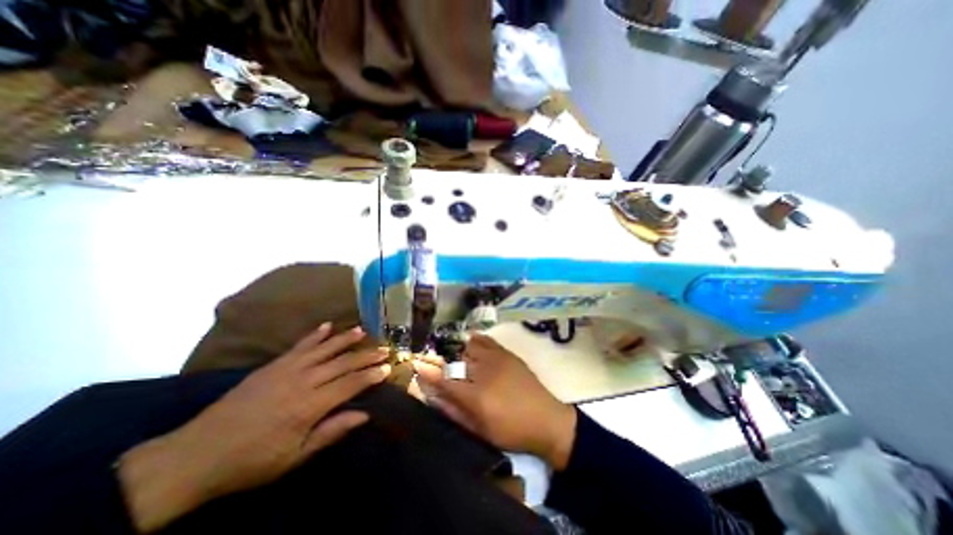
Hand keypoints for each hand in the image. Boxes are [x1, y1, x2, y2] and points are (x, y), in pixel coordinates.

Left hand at [120, 322, 390, 530]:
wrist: (195, 456)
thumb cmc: (250, 462)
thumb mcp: (294, 457)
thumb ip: (331, 432)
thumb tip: (364, 415)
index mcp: (310, 406)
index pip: (350, 384)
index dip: (371, 375)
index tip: (387, 368)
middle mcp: (303, 381)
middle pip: (343, 363)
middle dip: (367, 356)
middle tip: (385, 349)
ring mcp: (287, 369)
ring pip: (324, 349)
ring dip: (346, 339)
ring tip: (363, 331)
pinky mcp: (273, 365)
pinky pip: (299, 345)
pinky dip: (315, 335)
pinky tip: (327, 325)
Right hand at [416, 334, 577, 471]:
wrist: (546, 419)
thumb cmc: (511, 431)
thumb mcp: (480, 430)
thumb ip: (455, 412)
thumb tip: (435, 398)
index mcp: (476, 396)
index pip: (445, 380)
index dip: (429, 372)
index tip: (417, 364)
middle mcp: (484, 372)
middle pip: (456, 360)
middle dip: (445, 361)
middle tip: (440, 364)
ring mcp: (497, 360)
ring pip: (470, 347)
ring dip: (462, 352)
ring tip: (461, 359)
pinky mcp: (508, 354)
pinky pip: (488, 340)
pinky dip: (477, 339)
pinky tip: (472, 340)